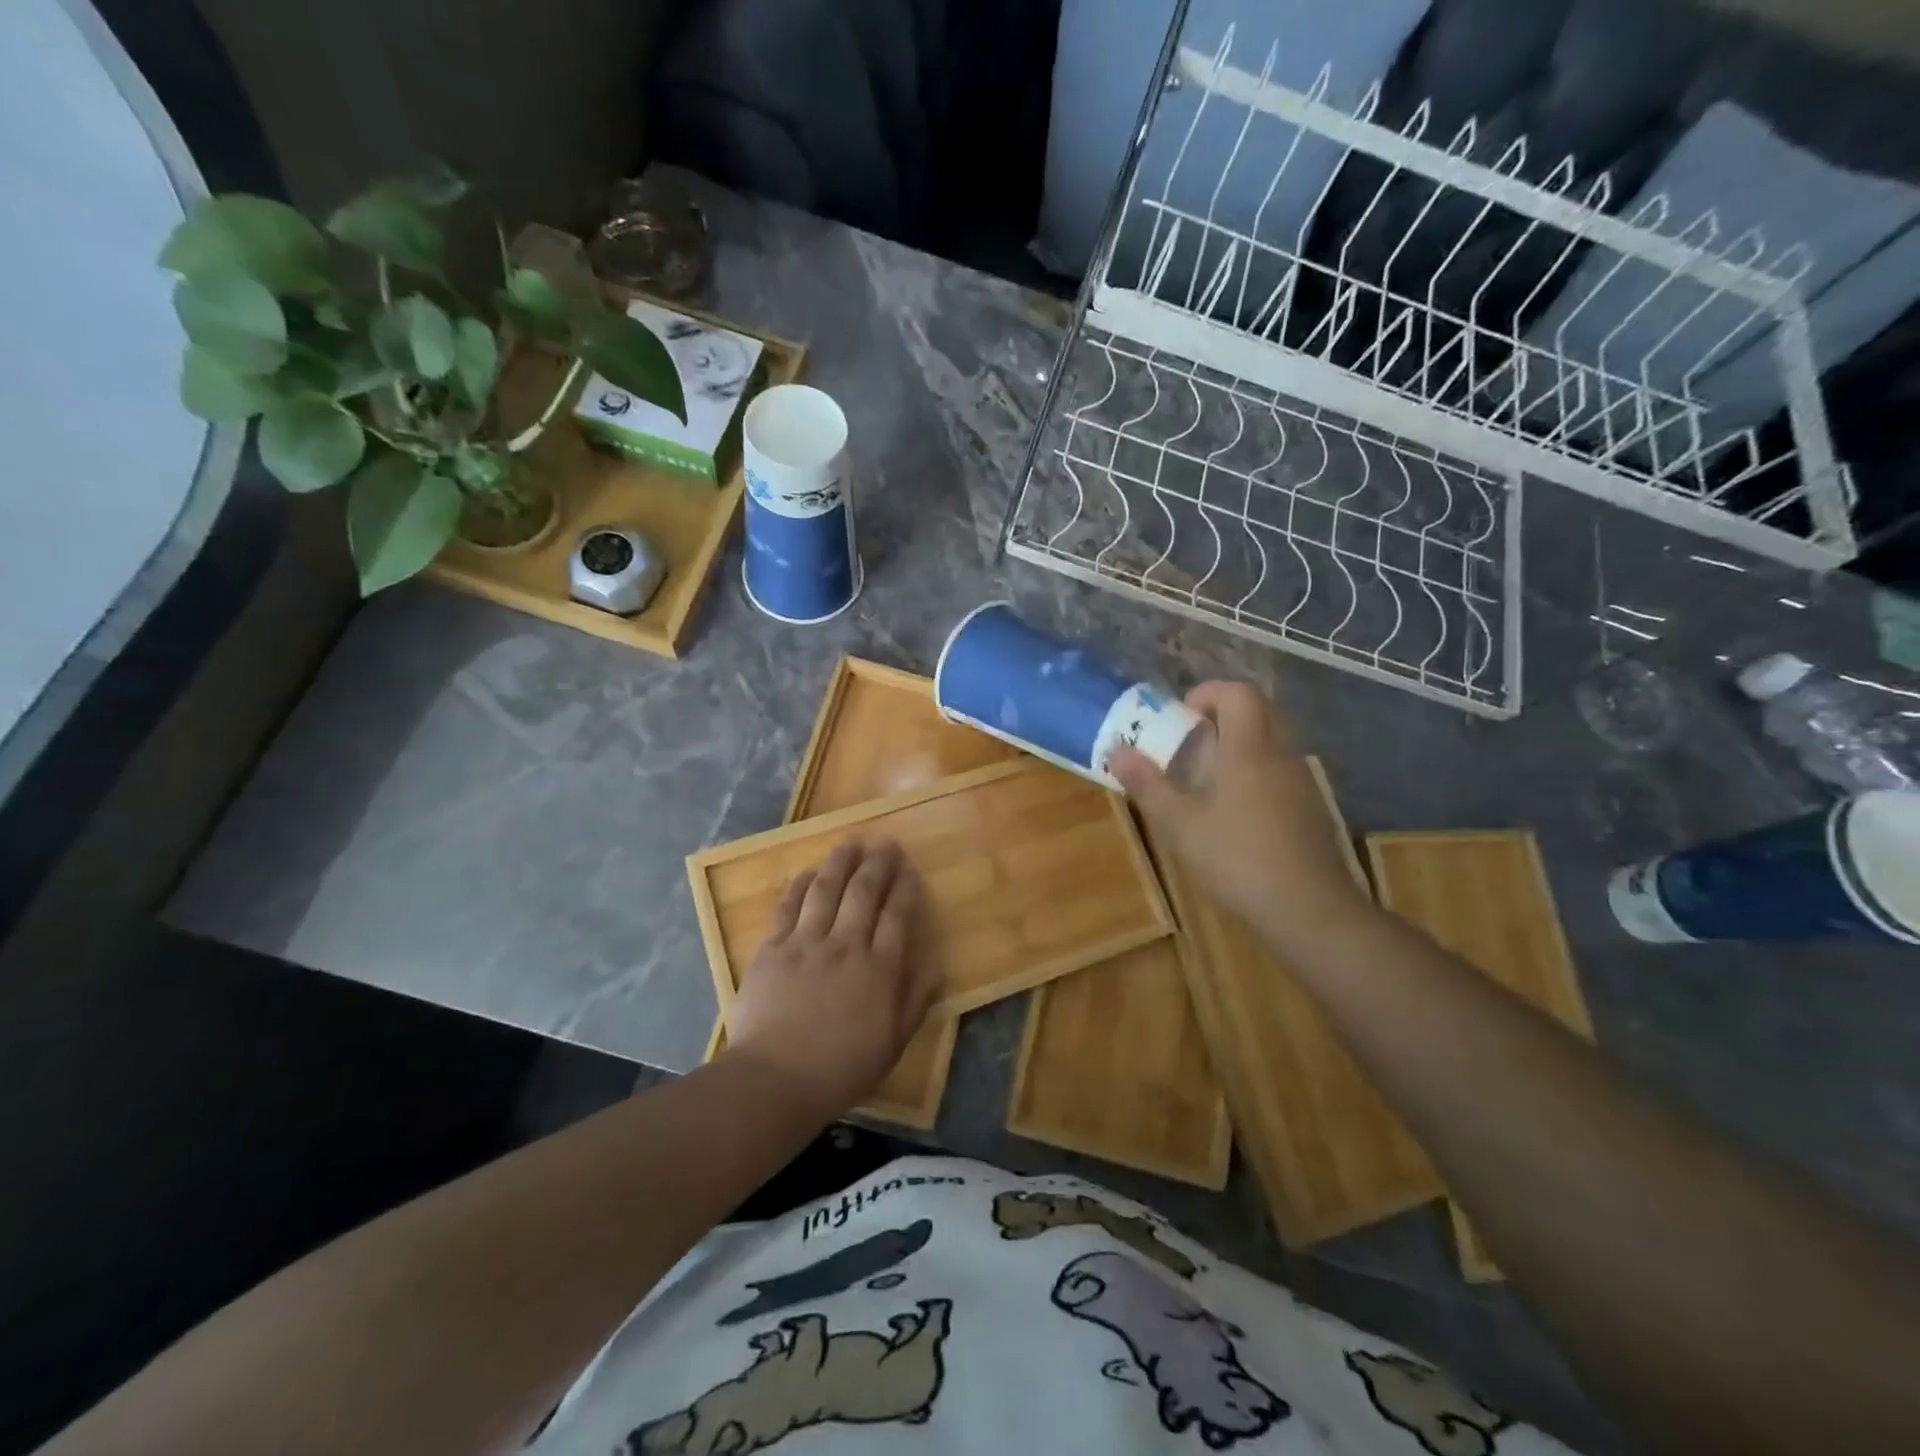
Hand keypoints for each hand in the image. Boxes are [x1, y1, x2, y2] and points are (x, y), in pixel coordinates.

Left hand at [725, 839, 936, 1118]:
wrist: (773, 1080)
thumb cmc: (839, 1069)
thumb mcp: (891, 1045)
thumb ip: (914, 1002)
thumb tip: (936, 967)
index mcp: (879, 969)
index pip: (897, 916)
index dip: (905, 889)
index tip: (910, 869)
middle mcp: (845, 945)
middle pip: (864, 892)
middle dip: (878, 864)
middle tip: (886, 843)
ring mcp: (806, 943)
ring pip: (826, 890)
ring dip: (840, 862)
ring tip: (850, 842)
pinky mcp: (772, 948)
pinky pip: (788, 907)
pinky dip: (799, 885)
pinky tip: (807, 872)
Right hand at [1110, 681, 1373, 945]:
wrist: (1309, 908)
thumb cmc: (1237, 858)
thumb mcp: (1179, 824)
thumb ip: (1147, 784)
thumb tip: (1117, 751)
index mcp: (1249, 748)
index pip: (1237, 693)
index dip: (1207, 693)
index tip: (1181, 717)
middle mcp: (1280, 754)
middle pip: (1258, 710)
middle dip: (1222, 717)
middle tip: (1190, 744)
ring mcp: (1301, 781)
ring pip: (1271, 741)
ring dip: (1239, 745)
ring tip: (1206, 780)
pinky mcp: (1311, 807)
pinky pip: (1280, 770)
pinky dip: (1255, 772)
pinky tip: (1236, 813)